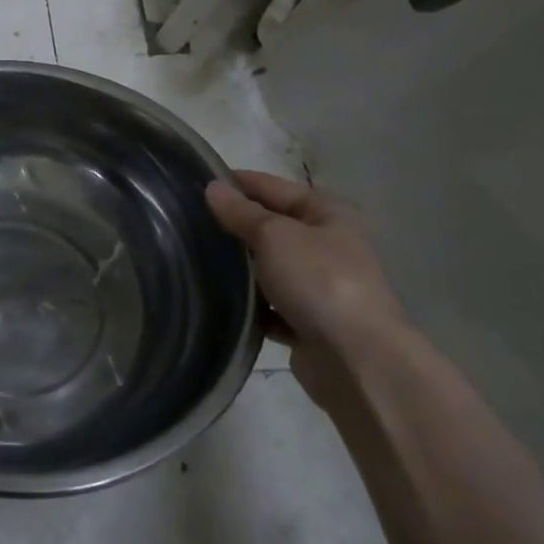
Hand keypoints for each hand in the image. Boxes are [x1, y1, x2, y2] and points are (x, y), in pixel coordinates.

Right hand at [205, 171, 413, 397]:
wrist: (357, 360)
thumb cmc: (319, 281)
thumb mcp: (274, 235)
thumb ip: (241, 212)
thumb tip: (212, 187)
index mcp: (329, 215)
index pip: (274, 187)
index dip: (238, 183)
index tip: (195, 183)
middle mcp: (328, 247)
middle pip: (272, 227)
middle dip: (234, 226)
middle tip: (186, 222)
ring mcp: (319, 287)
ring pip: (268, 268)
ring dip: (240, 267)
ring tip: (194, 258)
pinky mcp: (308, 323)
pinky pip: (269, 305)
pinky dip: (249, 303)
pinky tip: (218, 299)